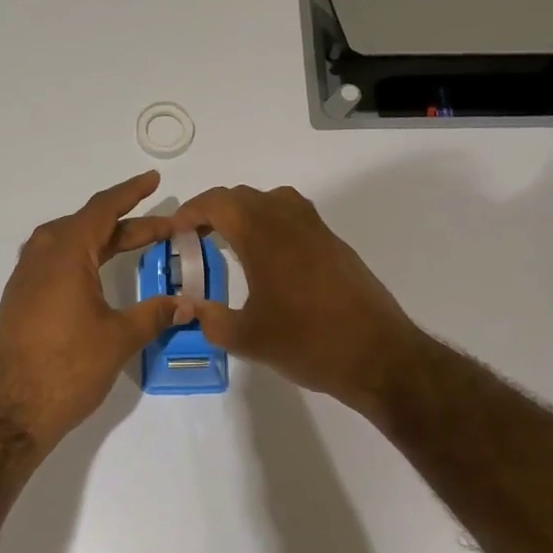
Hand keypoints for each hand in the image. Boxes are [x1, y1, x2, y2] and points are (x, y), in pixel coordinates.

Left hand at [0, 171, 189, 449]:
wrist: (12, 411)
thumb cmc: (68, 368)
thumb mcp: (120, 338)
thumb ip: (155, 314)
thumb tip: (188, 304)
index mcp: (65, 254)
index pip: (102, 210)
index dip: (130, 193)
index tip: (153, 180)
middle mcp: (41, 257)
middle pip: (86, 225)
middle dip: (125, 224)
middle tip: (162, 228)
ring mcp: (25, 279)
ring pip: (67, 243)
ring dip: (100, 240)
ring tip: (130, 244)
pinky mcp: (20, 301)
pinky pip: (54, 263)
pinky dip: (81, 258)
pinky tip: (95, 276)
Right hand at [169, 185, 421, 411]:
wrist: (377, 355)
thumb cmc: (307, 342)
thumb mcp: (247, 338)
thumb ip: (211, 319)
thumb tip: (191, 308)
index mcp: (263, 234)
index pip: (219, 203)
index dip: (191, 211)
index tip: (175, 230)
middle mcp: (290, 221)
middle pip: (244, 197)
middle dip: (215, 211)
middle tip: (196, 238)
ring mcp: (318, 231)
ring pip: (274, 202)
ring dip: (247, 214)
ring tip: (231, 243)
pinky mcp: (336, 246)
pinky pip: (295, 219)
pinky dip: (272, 226)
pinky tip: (268, 262)